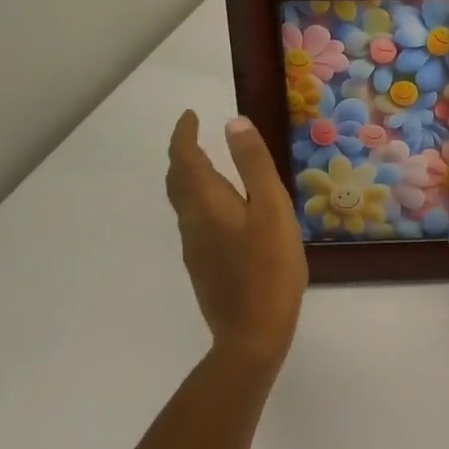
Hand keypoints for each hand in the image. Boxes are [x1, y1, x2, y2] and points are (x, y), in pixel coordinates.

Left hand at [166, 112, 306, 363]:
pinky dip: (200, 201)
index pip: (184, 159)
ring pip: (183, 202)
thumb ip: (253, 166)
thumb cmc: (270, 267)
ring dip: (190, 177)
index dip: (183, 135)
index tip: (190, 115)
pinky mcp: (203, 266)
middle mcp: (193, 222)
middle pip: (177, 181)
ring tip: (211, 166)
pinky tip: (224, 211)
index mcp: (207, 203)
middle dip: (182, 154)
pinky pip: (194, 221)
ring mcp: (195, 247)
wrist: (253, 332)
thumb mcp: (272, 210)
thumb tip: (233, 123)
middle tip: (195, 136)